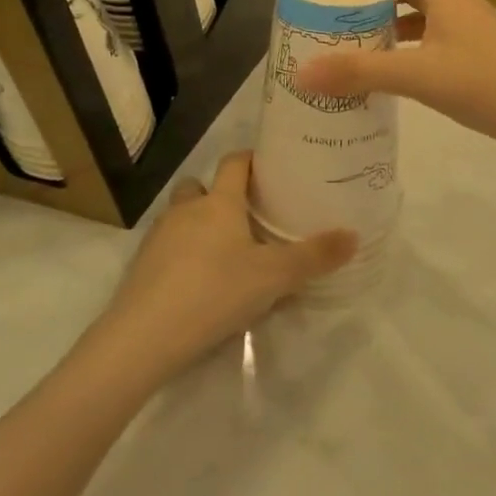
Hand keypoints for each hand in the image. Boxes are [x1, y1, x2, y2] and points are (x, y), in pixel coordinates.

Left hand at [101, 152, 355, 378]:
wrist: (144, 335)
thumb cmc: (214, 292)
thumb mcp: (273, 277)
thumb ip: (314, 257)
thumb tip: (354, 235)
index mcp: (219, 202)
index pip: (234, 163)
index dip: (251, 160)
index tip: (269, 169)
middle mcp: (186, 210)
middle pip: (201, 186)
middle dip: (219, 194)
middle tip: (245, 217)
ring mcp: (159, 236)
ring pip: (180, 216)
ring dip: (198, 225)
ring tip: (223, 252)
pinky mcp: (142, 265)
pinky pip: (166, 247)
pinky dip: (181, 254)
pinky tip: (196, 283)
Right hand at [295, 0, 495, 153]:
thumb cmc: (484, 82)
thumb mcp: (417, 75)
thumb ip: (361, 72)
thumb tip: (304, 73)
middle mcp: (459, 5)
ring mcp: (472, 32)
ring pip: (427, 12)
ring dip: (397, 17)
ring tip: (363, 33)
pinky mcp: (479, 58)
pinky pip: (436, 39)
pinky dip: (412, 44)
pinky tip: (396, 69)